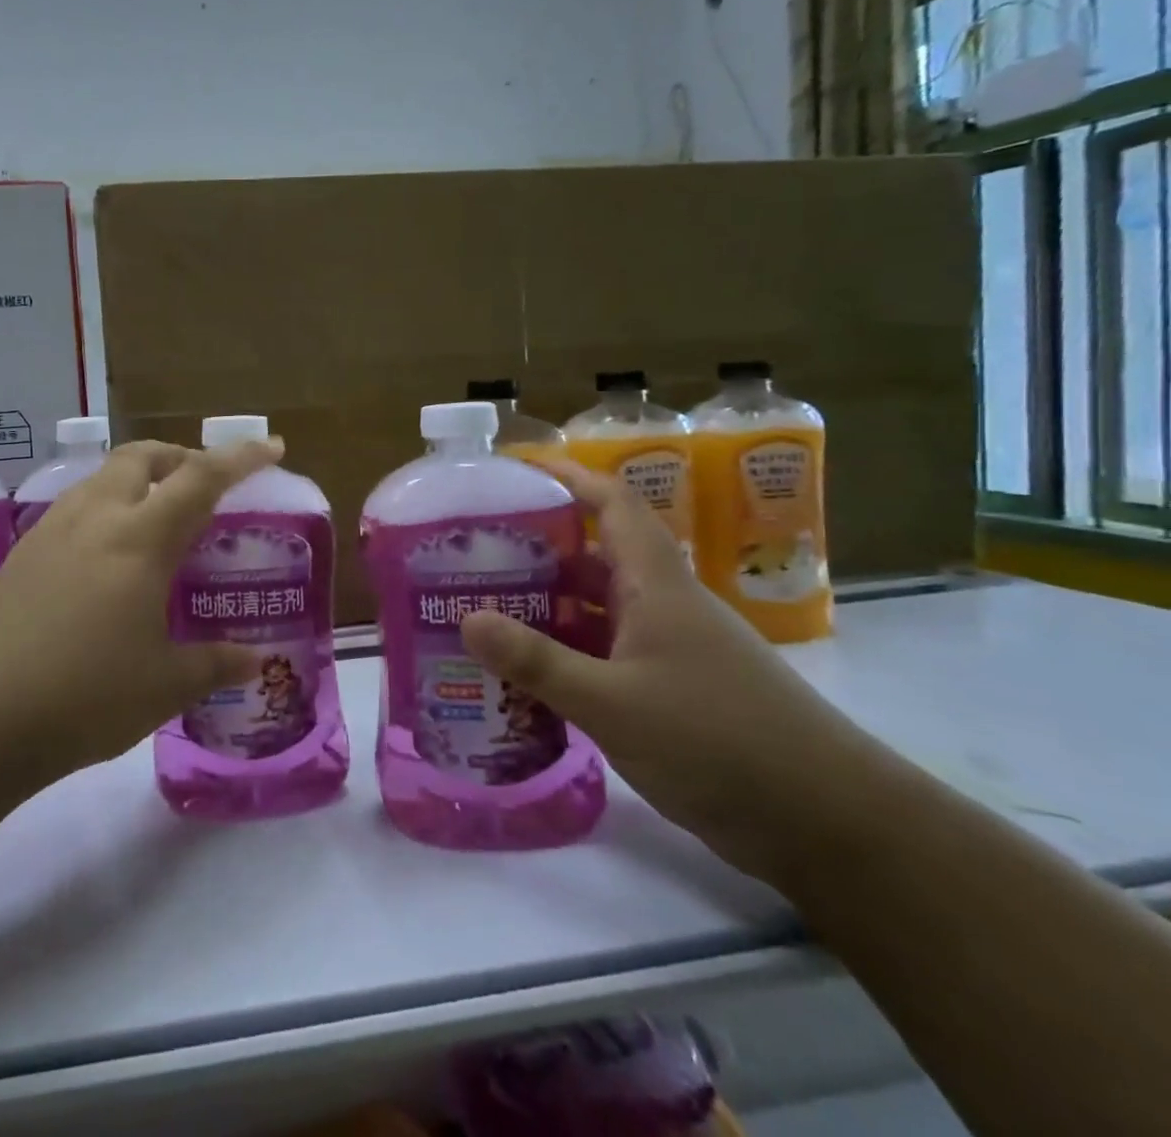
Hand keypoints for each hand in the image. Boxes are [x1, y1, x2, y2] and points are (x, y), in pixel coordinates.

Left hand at [0, 438, 281, 779]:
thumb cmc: (85, 696)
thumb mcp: (164, 686)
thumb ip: (215, 665)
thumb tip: (255, 661)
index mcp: (140, 539)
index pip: (201, 478)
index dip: (241, 457)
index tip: (271, 446)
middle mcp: (96, 517)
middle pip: (142, 456)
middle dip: (179, 456)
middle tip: (203, 485)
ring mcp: (52, 530)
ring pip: (103, 476)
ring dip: (138, 479)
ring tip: (156, 519)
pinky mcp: (22, 552)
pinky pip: (75, 506)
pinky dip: (105, 507)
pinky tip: (105, 555)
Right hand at [458, 461, 878, 882]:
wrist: (831, 825)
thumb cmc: (719, 740)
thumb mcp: (612, 702)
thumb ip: (536, 661)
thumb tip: (465, 619)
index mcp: (656, 585)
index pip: (613, 505)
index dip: (568, 477)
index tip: (515, 471)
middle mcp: (662, 606)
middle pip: (594, 556)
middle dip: (537, 547)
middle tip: (473, 552)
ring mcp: (669, 650)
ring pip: (597, 609)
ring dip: (547, 605)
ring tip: (483, 608)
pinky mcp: (671, 692)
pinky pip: (604, 654)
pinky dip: (566, 653)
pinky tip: (526, 673)